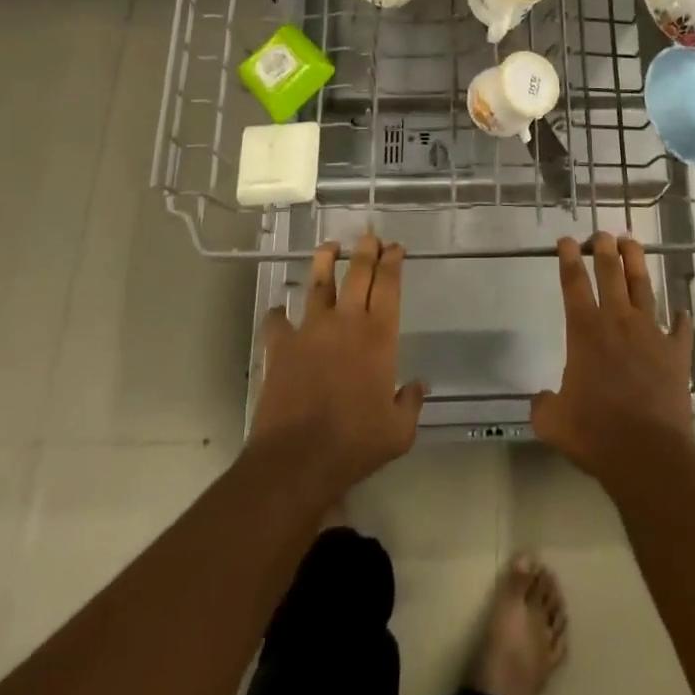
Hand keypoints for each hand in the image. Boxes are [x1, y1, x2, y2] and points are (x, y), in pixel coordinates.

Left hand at [250, 235, 425, 501]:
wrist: (297, 458)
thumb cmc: (355, 443)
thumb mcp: (398, 431)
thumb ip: (411, 403)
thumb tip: (418, 386)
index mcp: (379, 335)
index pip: (389, 285)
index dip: (393, 262)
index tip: (395, 247)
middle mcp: (347, 322)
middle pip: (358, 273)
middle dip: (366, 250)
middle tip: (370, 236)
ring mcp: (310, 330)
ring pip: (319, 283)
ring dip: (325, 261)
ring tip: (330, 246)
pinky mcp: (281, 347)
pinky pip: (277, 321)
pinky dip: (278, 314)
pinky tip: (278, 311)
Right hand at [531, 233, 694, 481]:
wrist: (647, 453)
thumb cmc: (595, 433)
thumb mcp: (553, 422)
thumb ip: (543, 405)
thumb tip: (540, 399)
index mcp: (585, 330)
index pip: (573, 282)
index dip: (568, 257)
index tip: (566, 240)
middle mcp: (618, 321)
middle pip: (610, 272)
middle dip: (604, 247)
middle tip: (601, 234)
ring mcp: (651, 333)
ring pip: (644, 286)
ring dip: (636, 262)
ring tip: (632, 243)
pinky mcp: (676, 352)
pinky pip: (680, 329)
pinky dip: (680, 319)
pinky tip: (682, 311)